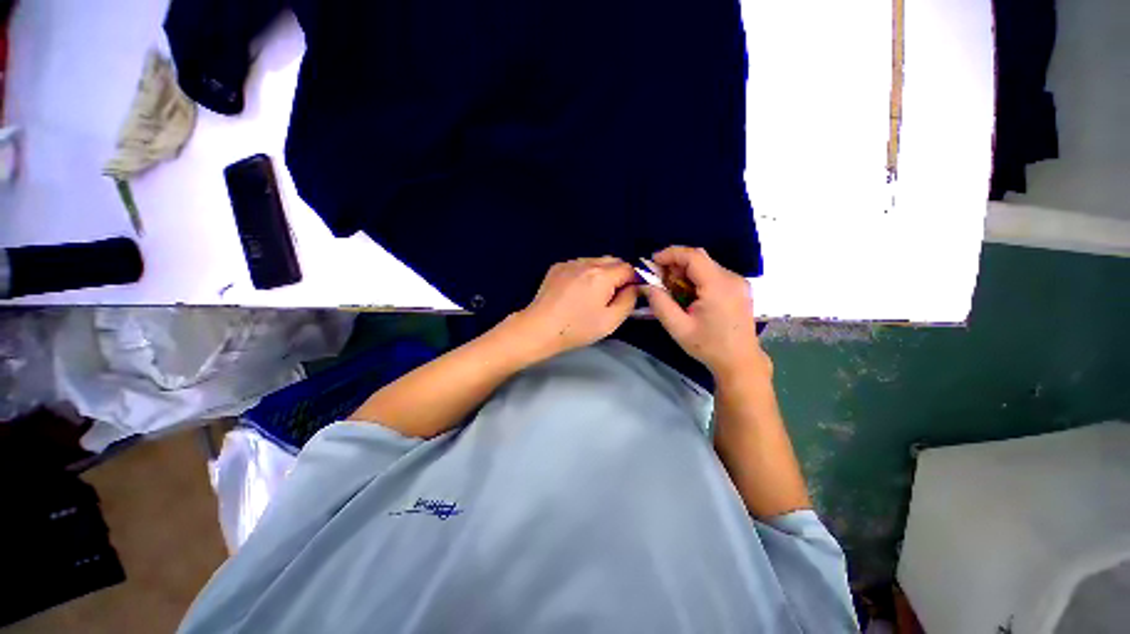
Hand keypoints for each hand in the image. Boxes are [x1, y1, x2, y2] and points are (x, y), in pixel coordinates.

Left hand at [508, 257, 638, 359]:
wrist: (539, 328)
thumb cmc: (577, 328)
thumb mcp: (611, 320)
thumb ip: (629, 300)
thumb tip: (634, 286)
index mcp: (602, 275)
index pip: (629, 268)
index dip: (635, 279)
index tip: (631, 293)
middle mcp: (587, 263)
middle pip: (613, 260)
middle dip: (619, 274)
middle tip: (614, 295)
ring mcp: (570, 263)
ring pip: (596, 260)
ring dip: (603, 272)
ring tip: (595, 293)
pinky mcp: (557, 267)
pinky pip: (580, 264)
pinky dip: (586, 272)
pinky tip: (578, 290)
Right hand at [640, 246, 768, 380]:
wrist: (740, 361)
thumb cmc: (709, 346)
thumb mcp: (678, 327)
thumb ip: (660, 304)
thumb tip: (646, 285)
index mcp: (718, 285)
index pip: (693, 256)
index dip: (671, 254)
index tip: (653, 261)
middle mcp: (731, 278)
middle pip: (700, 259)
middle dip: (676, 265)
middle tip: (660, 281)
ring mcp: (738, 282)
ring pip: (706, 266)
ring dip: (685, 273)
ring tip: (672, 291)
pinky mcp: (739, 288)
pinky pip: (713, 274)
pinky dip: (697, 279)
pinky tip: (689, 295)